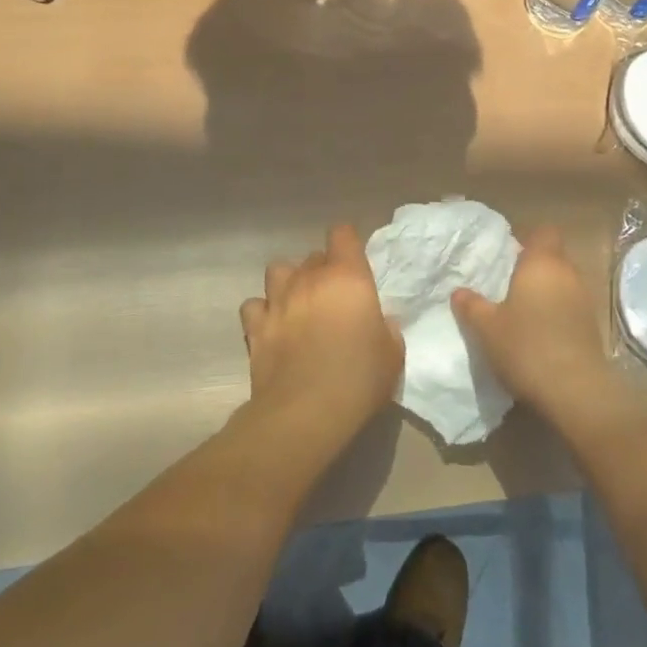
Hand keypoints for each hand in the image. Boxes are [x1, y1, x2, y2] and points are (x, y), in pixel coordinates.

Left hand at [241, 224, 403, 443]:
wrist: (305, 413)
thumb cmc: (358, 379)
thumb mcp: (392, 355)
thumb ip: (387, 329)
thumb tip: (379, 322)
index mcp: (347, 277)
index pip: (342, 233)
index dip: (347, 242)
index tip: (354, 262)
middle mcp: (310, 279)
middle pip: (313, 255)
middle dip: (322, 270)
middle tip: (332, 297)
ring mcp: (278, 300)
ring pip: (278, 270)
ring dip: (288, 282)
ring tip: (297, 303)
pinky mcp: (255, 327)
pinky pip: (253, 305)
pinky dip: (262, 312)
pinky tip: (272, 327)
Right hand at [452, 225, 619, 420]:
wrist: (575, 391)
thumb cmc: (526, 346)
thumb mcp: (486, 328)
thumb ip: (471, 306)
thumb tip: (459, 291)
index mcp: (542, 262)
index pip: (544, 232)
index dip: (528, 239)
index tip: (508, 255)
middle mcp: (567, 273)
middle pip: (553, 258)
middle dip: (533, 268)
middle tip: (507, 285)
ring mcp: (584, 300)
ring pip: (563, 283)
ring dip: (546, 293)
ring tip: (522, 312)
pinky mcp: (592, 327)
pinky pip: (570, 308)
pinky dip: (557, 314)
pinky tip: (540, 334)